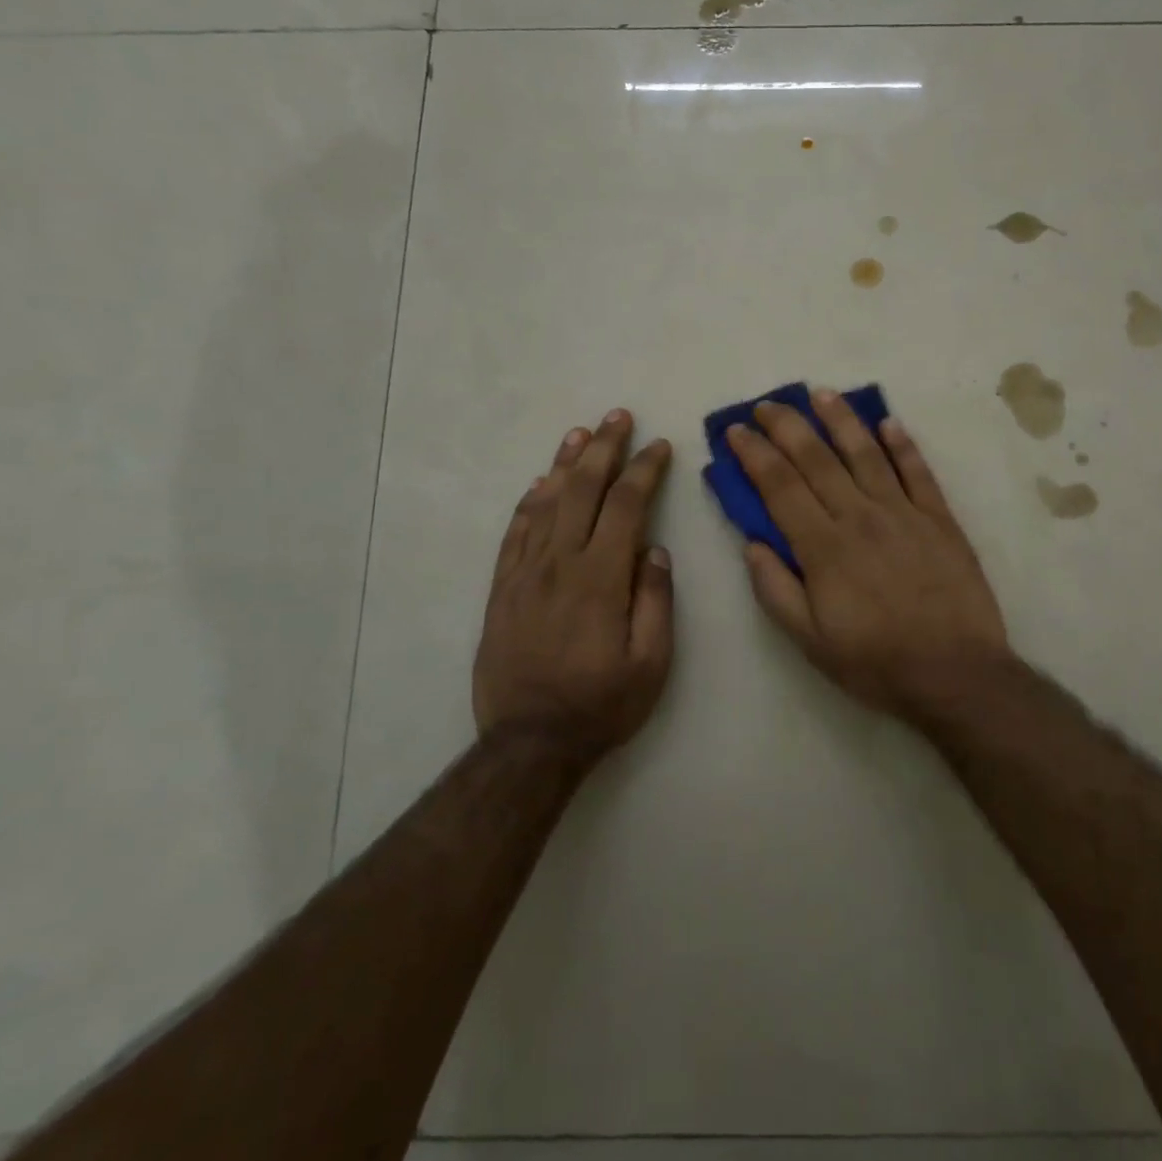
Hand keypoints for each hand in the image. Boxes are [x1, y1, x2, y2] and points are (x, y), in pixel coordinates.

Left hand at [473, 409, 674, 756]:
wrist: (528, 743)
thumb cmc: (601, 705)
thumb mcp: (651, 663)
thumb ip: (655, 600)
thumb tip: (654, 551)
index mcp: (601, 579)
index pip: (626, 506)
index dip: (644, 471)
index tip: (659, 446)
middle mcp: (560, 564)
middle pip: (582, 490)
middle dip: (604, 449)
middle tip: (618, 416)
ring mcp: (524, 574)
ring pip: (545, 503)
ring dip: (565, 463)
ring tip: (581, 433)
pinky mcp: (501, 590)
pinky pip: (515, 533)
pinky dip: (529, 502)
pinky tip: (541, 483)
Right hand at [726, 393, 1010, 721]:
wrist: (956, 673)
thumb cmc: (876, 662)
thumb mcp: (810, 641)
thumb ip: (776, 590)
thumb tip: (751, 543)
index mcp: (824, 547)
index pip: (780, 487)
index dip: (754, 454)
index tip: (736, 431)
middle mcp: (860, 517)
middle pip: (816, 459)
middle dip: (786, 426)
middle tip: (766, 404)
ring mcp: (904, 513)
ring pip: (866, 453)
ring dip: (840, 419)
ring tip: (820, 393)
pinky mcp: (940, 518)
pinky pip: (918, 471)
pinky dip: (902, 444)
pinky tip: (888, 422)